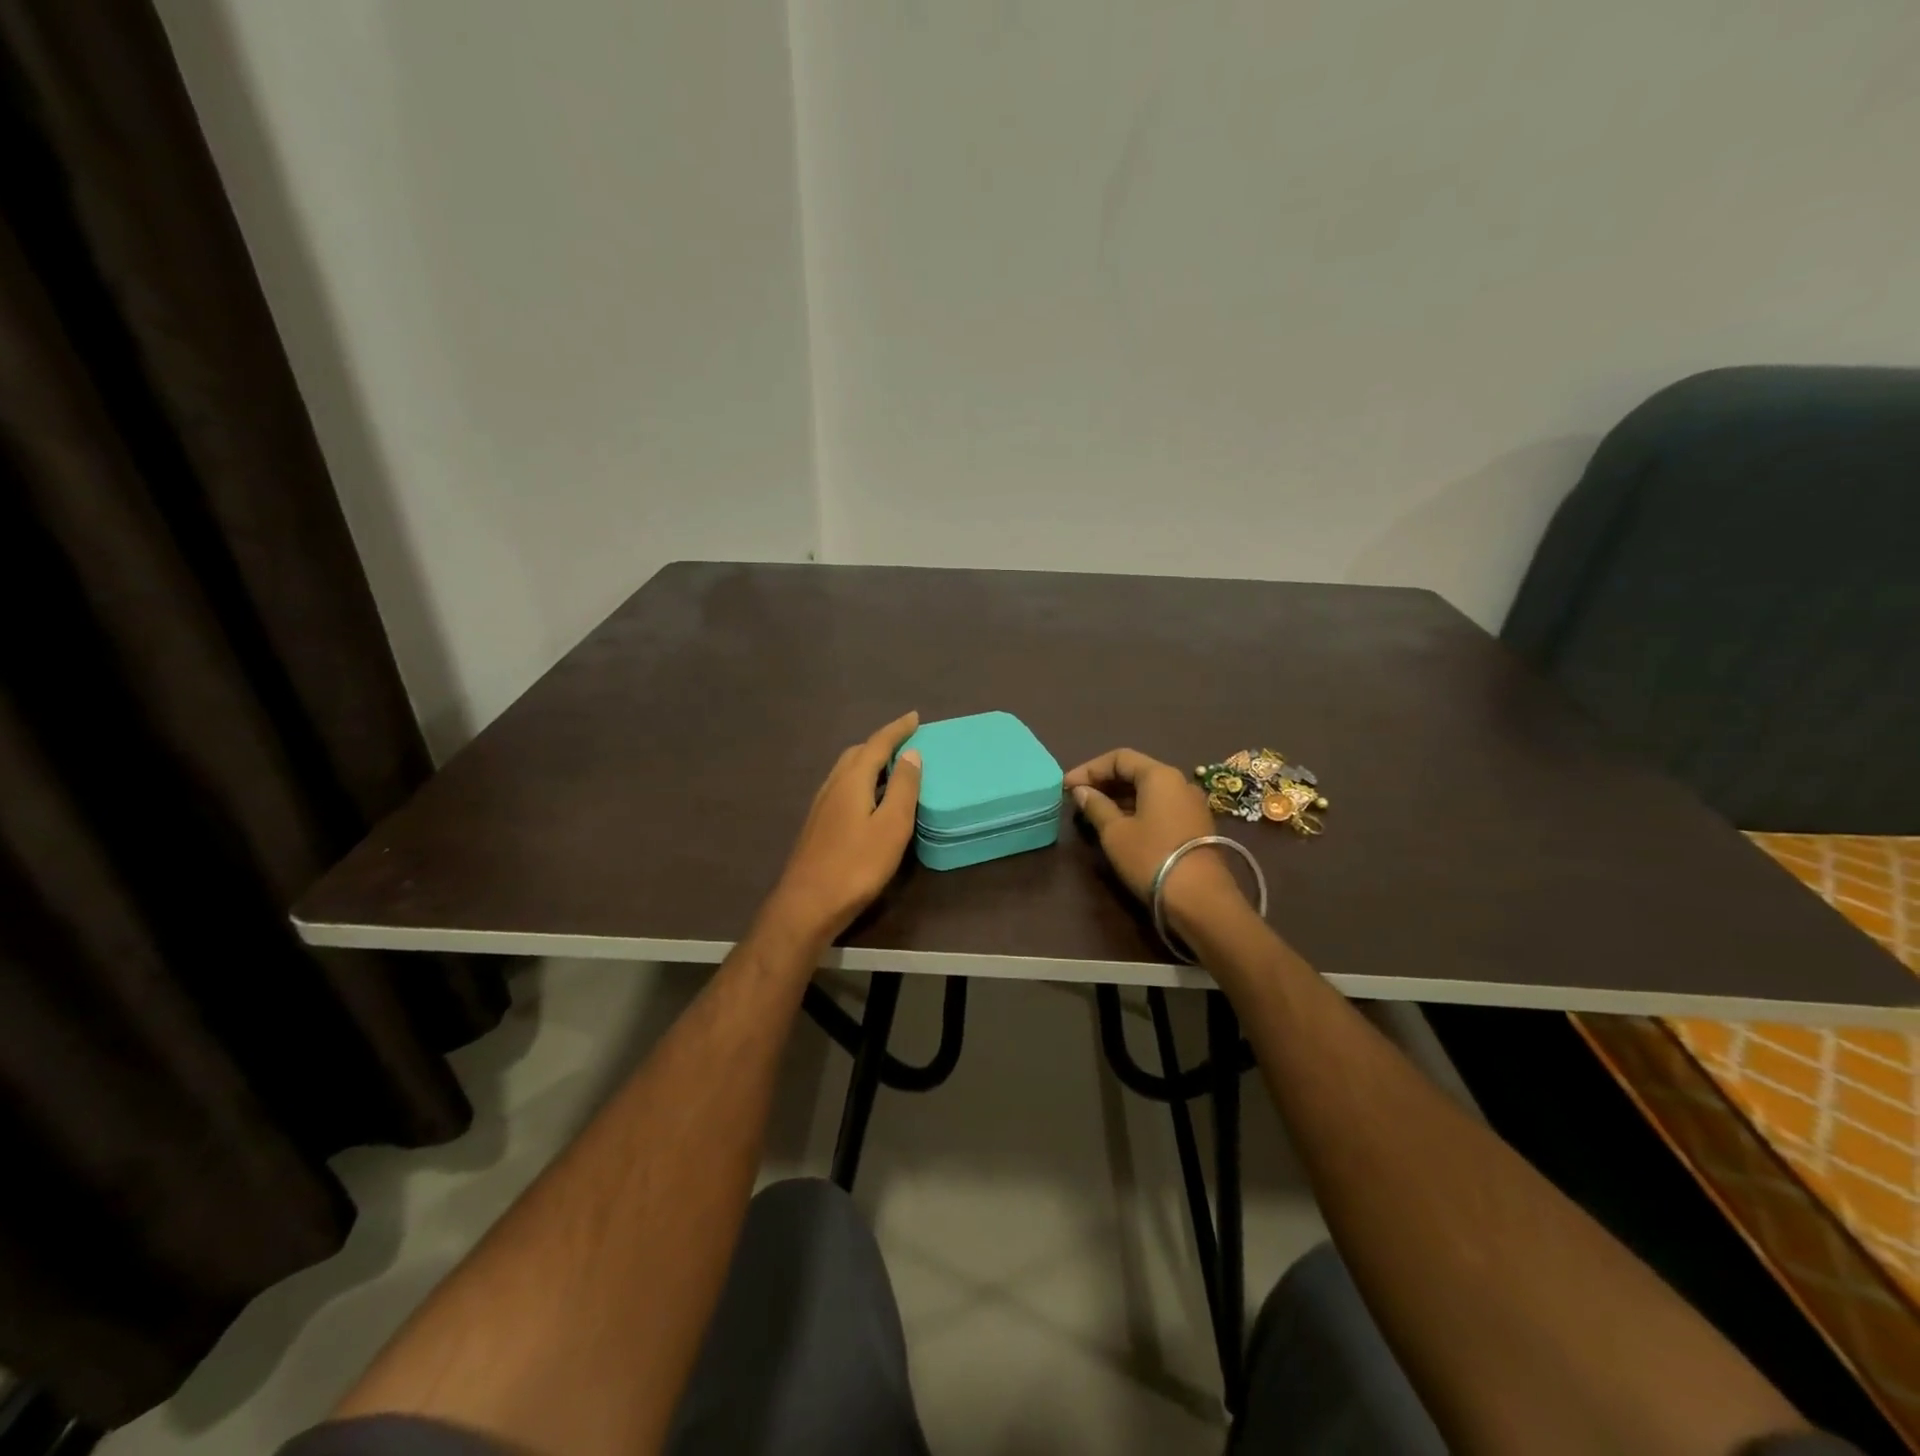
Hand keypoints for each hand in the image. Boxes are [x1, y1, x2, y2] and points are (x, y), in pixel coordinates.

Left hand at [763, 712, 922, 947]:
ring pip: (846, 771)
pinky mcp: (818, 825)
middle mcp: (832, 786)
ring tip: (891, 768)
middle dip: (881, 743)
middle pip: (857, 753)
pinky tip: (869, 800)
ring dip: (869, 762)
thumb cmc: (856, 865)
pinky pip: (842, 788)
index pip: (877, 744)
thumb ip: (903, 788)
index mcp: (852, 781)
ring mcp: (821, 806)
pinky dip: (861, 781)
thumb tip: (911, 754)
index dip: (897, 730)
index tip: (915, 717)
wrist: (807, 904)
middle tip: (905, 743)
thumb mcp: (892, 827)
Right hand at [1064, 748, 1240, 924]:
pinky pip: (1160, 806)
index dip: (1089, 768)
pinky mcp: (1195, 825)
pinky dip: (1137, 809)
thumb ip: (1096, 806)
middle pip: (1136, 771)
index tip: (1067, 786)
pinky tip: (1120, 826)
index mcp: (1160, 775)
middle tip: (1078, 798)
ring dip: (1119, 797)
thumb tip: (1082, 791)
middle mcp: (1179, 782)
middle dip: (1104, 782)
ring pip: (1149, 791)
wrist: (1200, 898)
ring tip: (1094, 813)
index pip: (1119, 758)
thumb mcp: (1115, 832)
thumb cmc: (1151, 857)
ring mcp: (1191, 804)